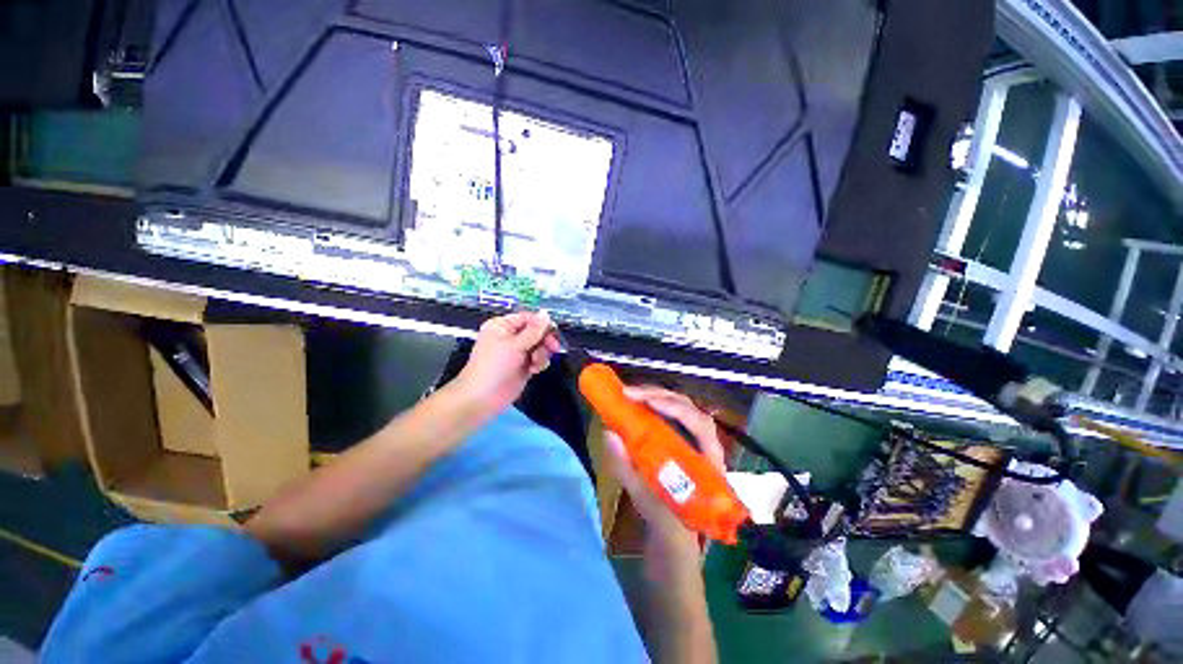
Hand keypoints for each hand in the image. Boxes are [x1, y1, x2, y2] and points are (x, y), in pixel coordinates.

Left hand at [454, 311, 559, 412]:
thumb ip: (534, 330)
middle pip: (537, 332)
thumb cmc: (494, 366)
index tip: (553, 332)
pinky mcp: (523, 366)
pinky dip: (539, 363)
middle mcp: (510, 337)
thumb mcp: (514, 345)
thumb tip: (546, 313)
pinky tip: (533, 370)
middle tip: (552, 348)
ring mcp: (517, 352)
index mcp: (503, 326)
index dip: (542, 324)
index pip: (528, 318)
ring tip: (535, 363)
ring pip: (540, 346)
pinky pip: (539, 359)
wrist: (482, 398)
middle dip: (544, 341)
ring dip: (542, 354)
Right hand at [603, 385, 726, 568]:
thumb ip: (630, 471)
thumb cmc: (672, 535)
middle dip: (659, 396)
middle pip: (687, 410)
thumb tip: (609, 433)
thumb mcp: (652, 507)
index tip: (646, 400)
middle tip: (629, 393)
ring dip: (654, 399)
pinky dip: (650, 411)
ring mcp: (690, 448)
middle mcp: (704, 449)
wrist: (675, 556)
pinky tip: (635, 409)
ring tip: (630, 396)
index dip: (675, 407)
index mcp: (710, 464)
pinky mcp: (677, 450)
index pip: (699, 424)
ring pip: (677, 413)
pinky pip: (666, 422)